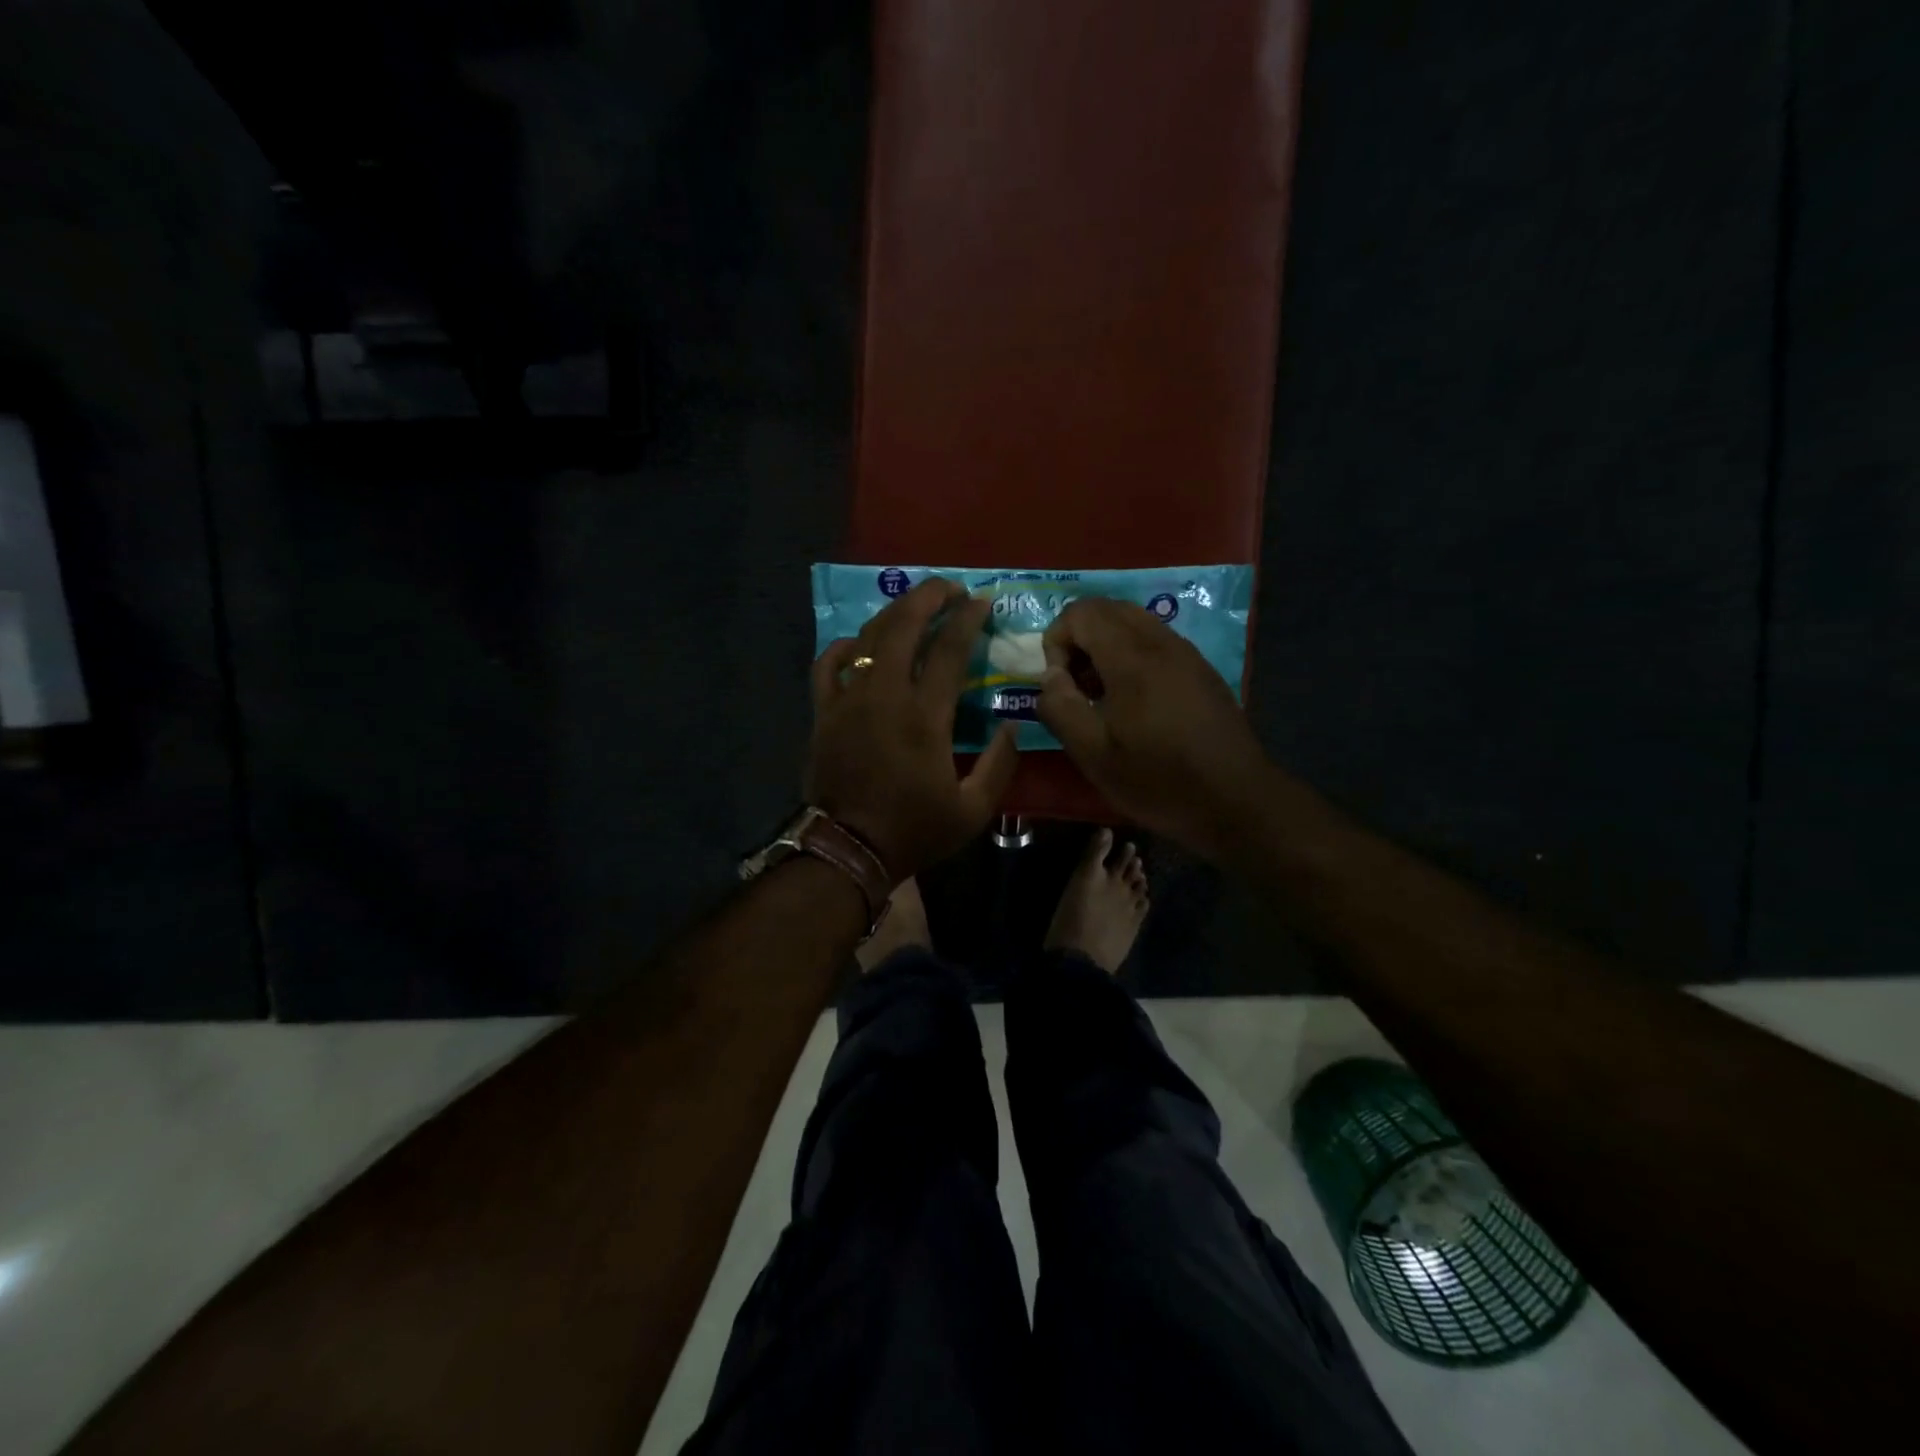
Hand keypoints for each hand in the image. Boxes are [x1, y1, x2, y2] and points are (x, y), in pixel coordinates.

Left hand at [805, 578, 1019, 881]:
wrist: (849, 848)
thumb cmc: (913, 830)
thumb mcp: (973, 810)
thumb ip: (1000, 765)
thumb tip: (1011, 726)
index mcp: (925, 716)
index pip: (950, 650)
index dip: (968, 619)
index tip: (982, 601)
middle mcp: (885, 695)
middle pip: (905, 626)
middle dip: (929, 597)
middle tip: (949, 588)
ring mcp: (848, 699)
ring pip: (869, 637)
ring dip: (894, 614)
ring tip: (914, 606)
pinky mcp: (823, 712)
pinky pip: (827, 665)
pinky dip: (843, 647)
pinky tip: (858, 642)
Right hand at [1037, 596, 1271, 860]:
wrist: (1237, 802)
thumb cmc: (1159, 781)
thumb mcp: (1094, 755)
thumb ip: (1060, 708)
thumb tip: (1049, 679)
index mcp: (1132, 658)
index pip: (1082, 613)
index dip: (1056, 641)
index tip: (1059, 686)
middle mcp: (1161, 642)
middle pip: (1108, 609)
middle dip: (1079, 639)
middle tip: (1075, 686)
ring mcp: (1187, 653)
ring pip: (1134, 622)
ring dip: (1105, 646)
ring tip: (1101, 696)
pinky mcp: (1201, 670)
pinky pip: (1156, 641)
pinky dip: (1131, 655)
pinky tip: (1135, 704)